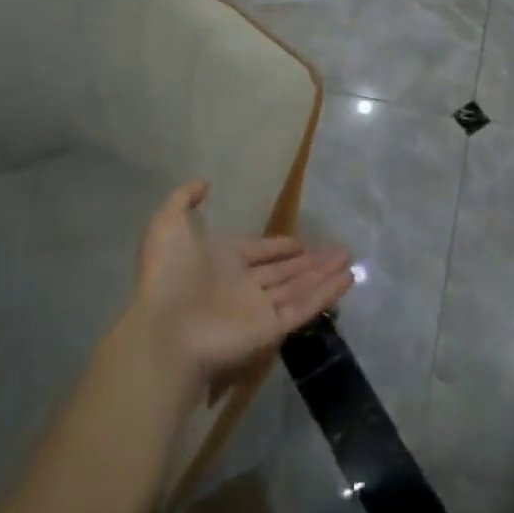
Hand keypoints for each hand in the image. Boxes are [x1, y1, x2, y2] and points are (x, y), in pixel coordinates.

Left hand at [133, 180, 352, 385]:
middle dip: (310, 261)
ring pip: (298, 287)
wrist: (165, 330)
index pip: (259, 252)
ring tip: (349, 259)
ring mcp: (259, 308)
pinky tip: (347, 279)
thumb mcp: (168, 224)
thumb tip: (206, 182)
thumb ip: (184, 199)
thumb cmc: (168, 275)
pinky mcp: (271, 328)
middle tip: (338, 249)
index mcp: (222, 262)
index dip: (279, 247)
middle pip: (283, 271)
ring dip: (324, 274)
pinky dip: (326, 295)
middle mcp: (243, 285)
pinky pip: (303, 307)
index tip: (300, 242)